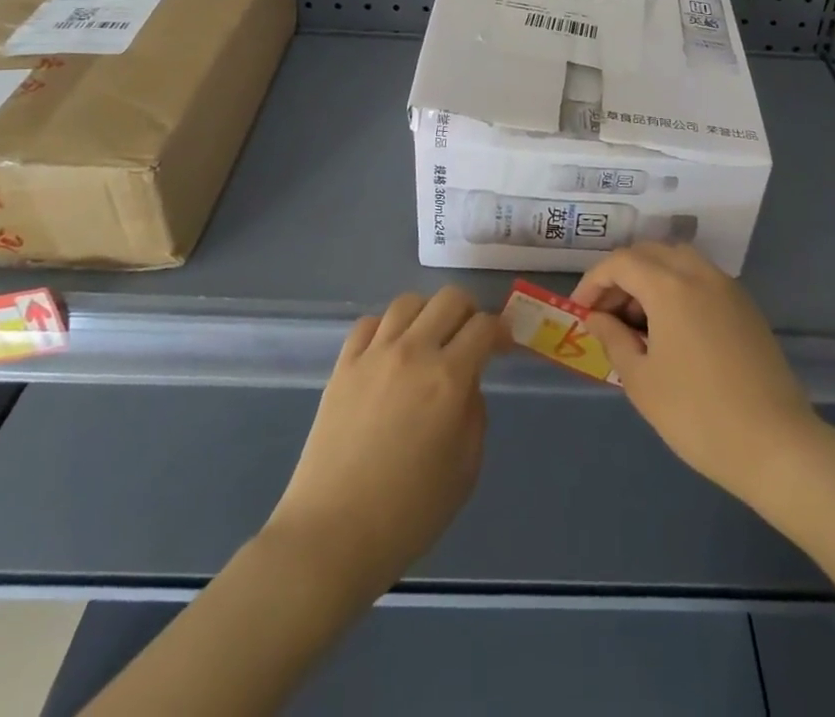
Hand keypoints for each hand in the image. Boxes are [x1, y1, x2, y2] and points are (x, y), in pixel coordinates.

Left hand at [267, 286, 507, 592]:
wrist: (331, 536)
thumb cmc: (408, 514)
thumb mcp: (465, 470)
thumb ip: (474, 415)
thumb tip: (467, 386)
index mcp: (448, 379)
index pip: (483, 326)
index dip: (500, 330)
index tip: (503, 346)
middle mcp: (413, 352)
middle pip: (449, 298)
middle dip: (469, 312)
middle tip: (470, 339)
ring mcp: (373, 355)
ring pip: (408, 302)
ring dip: (428, 313)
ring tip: (429, 340)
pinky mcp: (343, 365)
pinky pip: (370, 323)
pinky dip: (387, 328)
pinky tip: (390, 352)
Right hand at [574, 243, 819, 504]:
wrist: (775, 445)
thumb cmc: (697, 415)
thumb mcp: (641, 381)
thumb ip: (613, 339)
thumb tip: (597, 317)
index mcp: (669, 286)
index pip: (621, 263)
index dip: (594, 282)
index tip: (581, 311)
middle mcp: (699, 273)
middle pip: (649, 253)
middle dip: (621, 277)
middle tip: (606, 315)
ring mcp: (727, 287)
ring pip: (678, 261)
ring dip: (651, 278)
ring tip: (638, 322)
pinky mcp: (746, 306)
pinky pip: (701, 279)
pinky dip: (677, 288)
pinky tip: (672, 329)